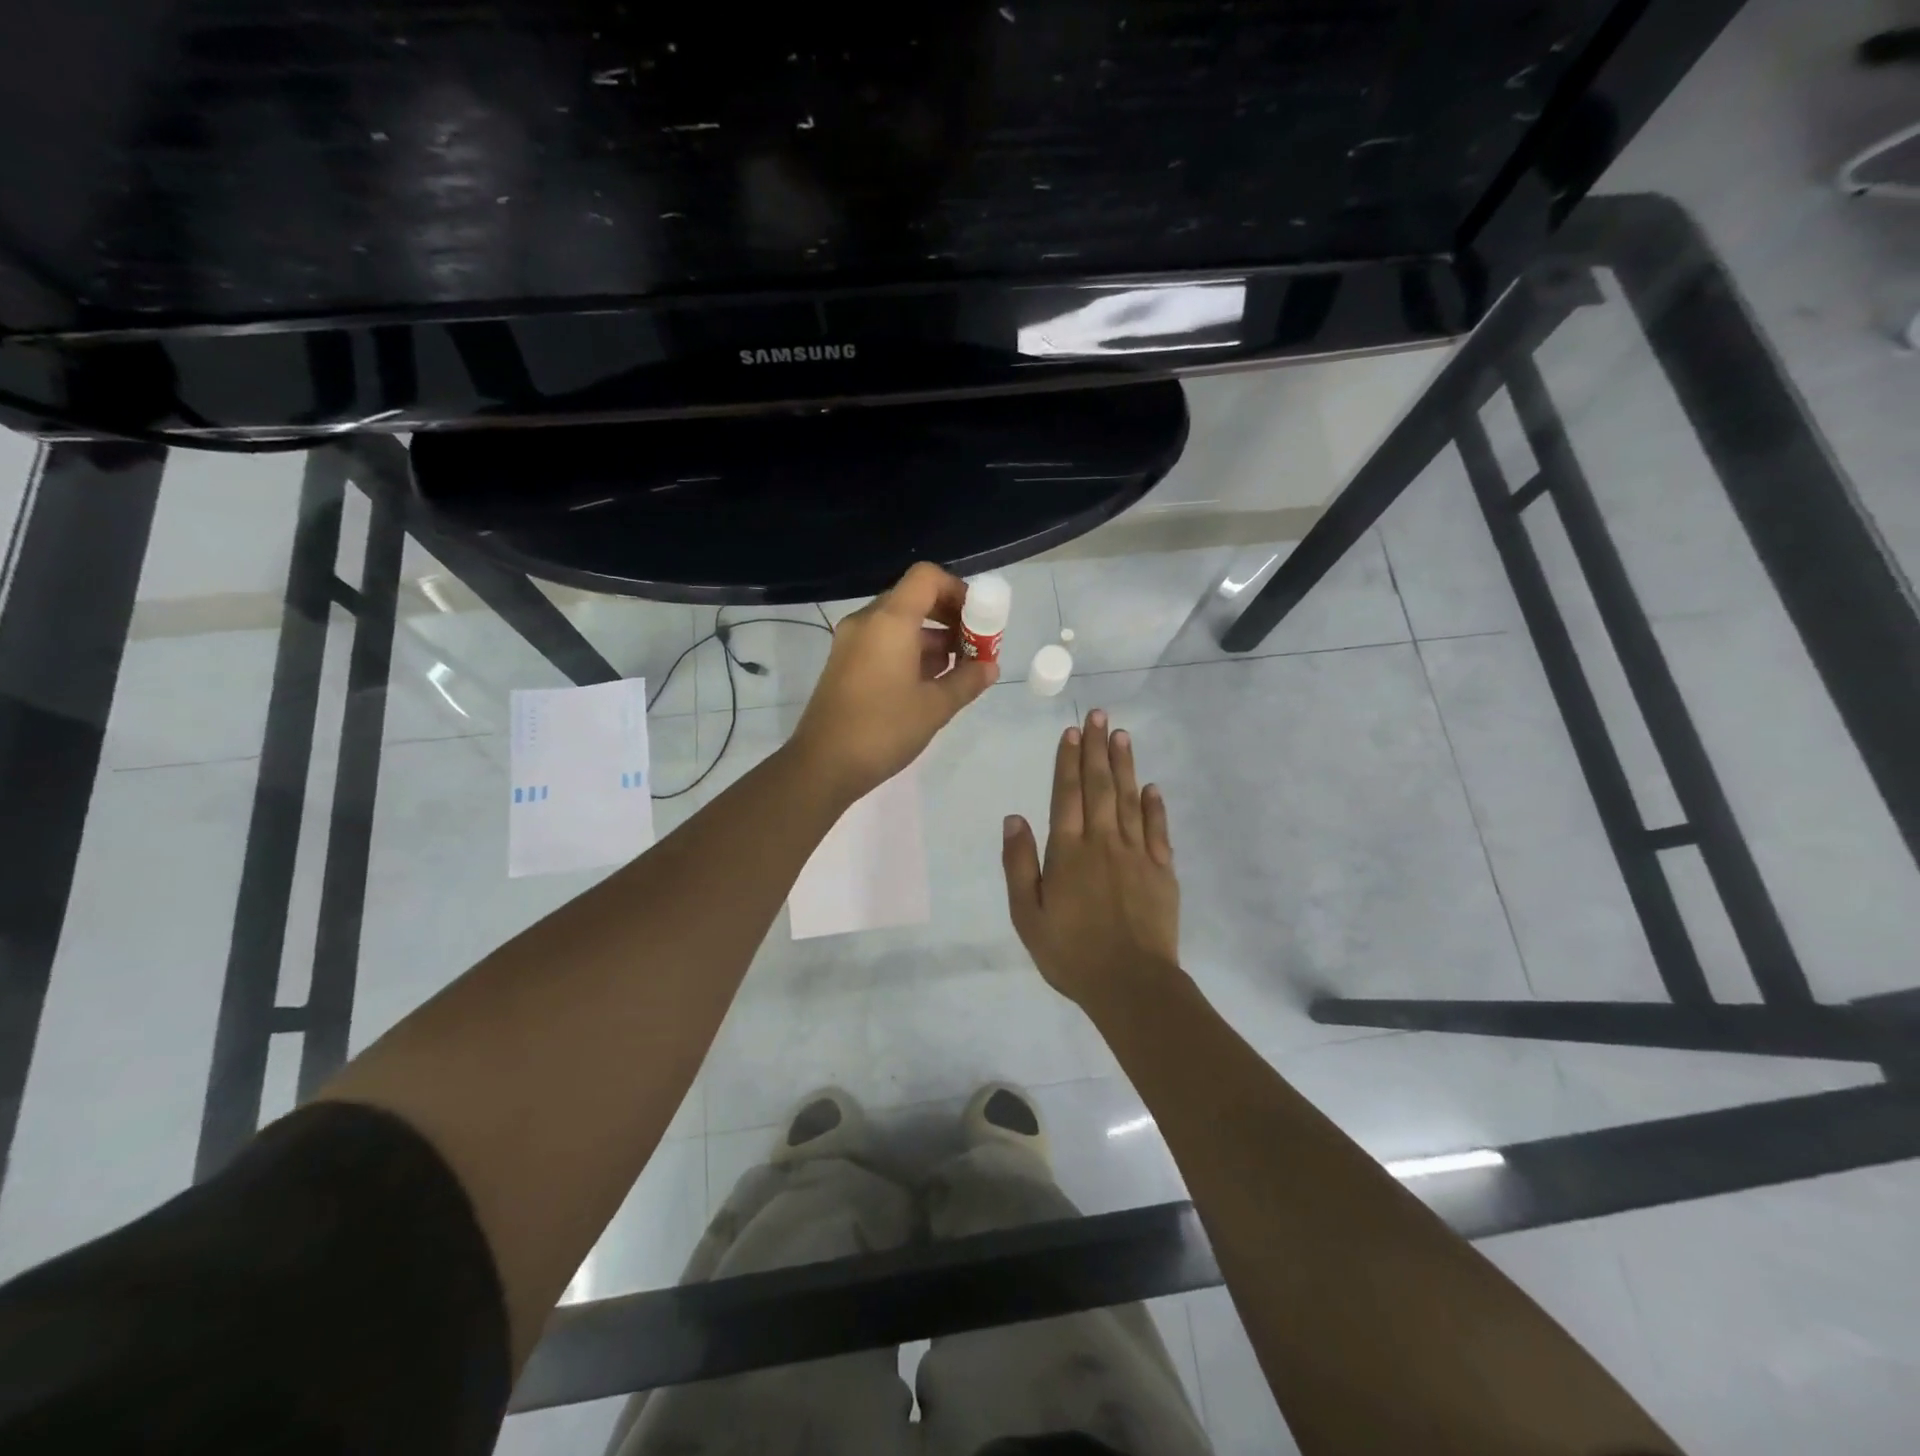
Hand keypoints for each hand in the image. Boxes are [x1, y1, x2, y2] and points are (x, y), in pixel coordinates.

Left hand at [791, 562, 998, 801]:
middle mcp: (867, 622)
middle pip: (914, 598)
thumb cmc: (883, 729)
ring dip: (931, 637)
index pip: (926, 577)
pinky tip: (930, 681)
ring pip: (899, 622)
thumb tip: (989, 667)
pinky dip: (910, 651)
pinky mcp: (845, 664)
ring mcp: (851, 642)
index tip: (978, 619)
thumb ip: (967, 680)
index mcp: (889, 621)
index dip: (958, 590)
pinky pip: (883, 642)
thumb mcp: (935, 707)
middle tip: (974, 645)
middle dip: (949, 617)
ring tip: (959, 668)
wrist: (823, 765)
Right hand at [1002, 708, 1182, 1010]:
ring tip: (1121, 736)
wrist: (1131, 984)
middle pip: (1099, 787)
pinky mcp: (1162, 871)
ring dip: (1124, 766)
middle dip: (1096, 749)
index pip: (1066, 795)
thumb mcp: (1027, 915)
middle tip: (1099, 716)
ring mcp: (1136, 854)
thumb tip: (1014, 818)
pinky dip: (1154, 806)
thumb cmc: (1071, 953)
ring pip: (1128, 800)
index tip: (1070, 732)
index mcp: (1068, 852)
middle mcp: (1102, 843)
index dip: (1067, 761)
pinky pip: (1157, 830)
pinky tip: (1151, 787)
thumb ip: (1019, 864)